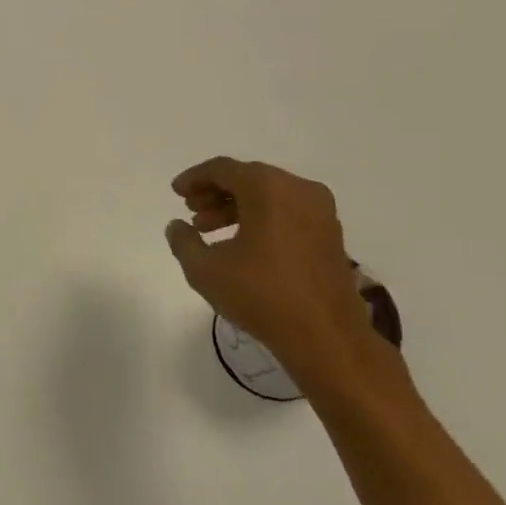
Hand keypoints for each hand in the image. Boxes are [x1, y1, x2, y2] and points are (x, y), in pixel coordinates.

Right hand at [165, 158, 401, 393]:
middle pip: (248, 178)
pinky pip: (287, 212)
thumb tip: (176, 226)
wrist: (324, 335)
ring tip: (210, 230)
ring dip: (236, 207)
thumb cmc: (260, 295)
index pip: (223, 169)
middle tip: (192, 212)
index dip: (195, 178)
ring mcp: (320, 212)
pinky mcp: (330, 235)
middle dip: (215, 192)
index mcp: (268, 189)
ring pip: (269, 196)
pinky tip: (240, 244)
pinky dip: (260, 218)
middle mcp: (299, 190)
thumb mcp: (204, 269)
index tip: (176, 192)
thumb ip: (183, 241)